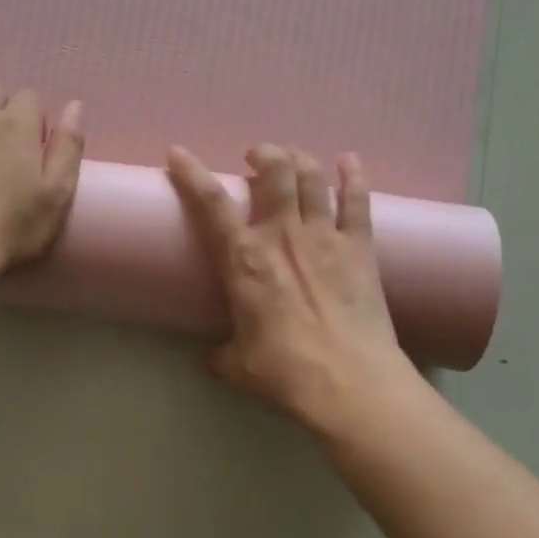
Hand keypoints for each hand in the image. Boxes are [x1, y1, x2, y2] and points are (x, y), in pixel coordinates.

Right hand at [167, 142, 408, 428]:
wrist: (351, 385)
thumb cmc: (286, 373)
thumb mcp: (237, 367)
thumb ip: (220, 354)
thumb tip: (212, 356)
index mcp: (245, 260)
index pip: (211, 203)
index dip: (191, 173)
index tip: (177, 153)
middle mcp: (283, 236)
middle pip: (275, 171)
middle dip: (263, 153)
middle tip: (255, 158)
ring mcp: (326, 237)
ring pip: (312, 177)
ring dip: (300, 159)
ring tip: (291, 159)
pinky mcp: (360, 249)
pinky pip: (357, 201)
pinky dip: (352, 176)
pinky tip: (349, 161)